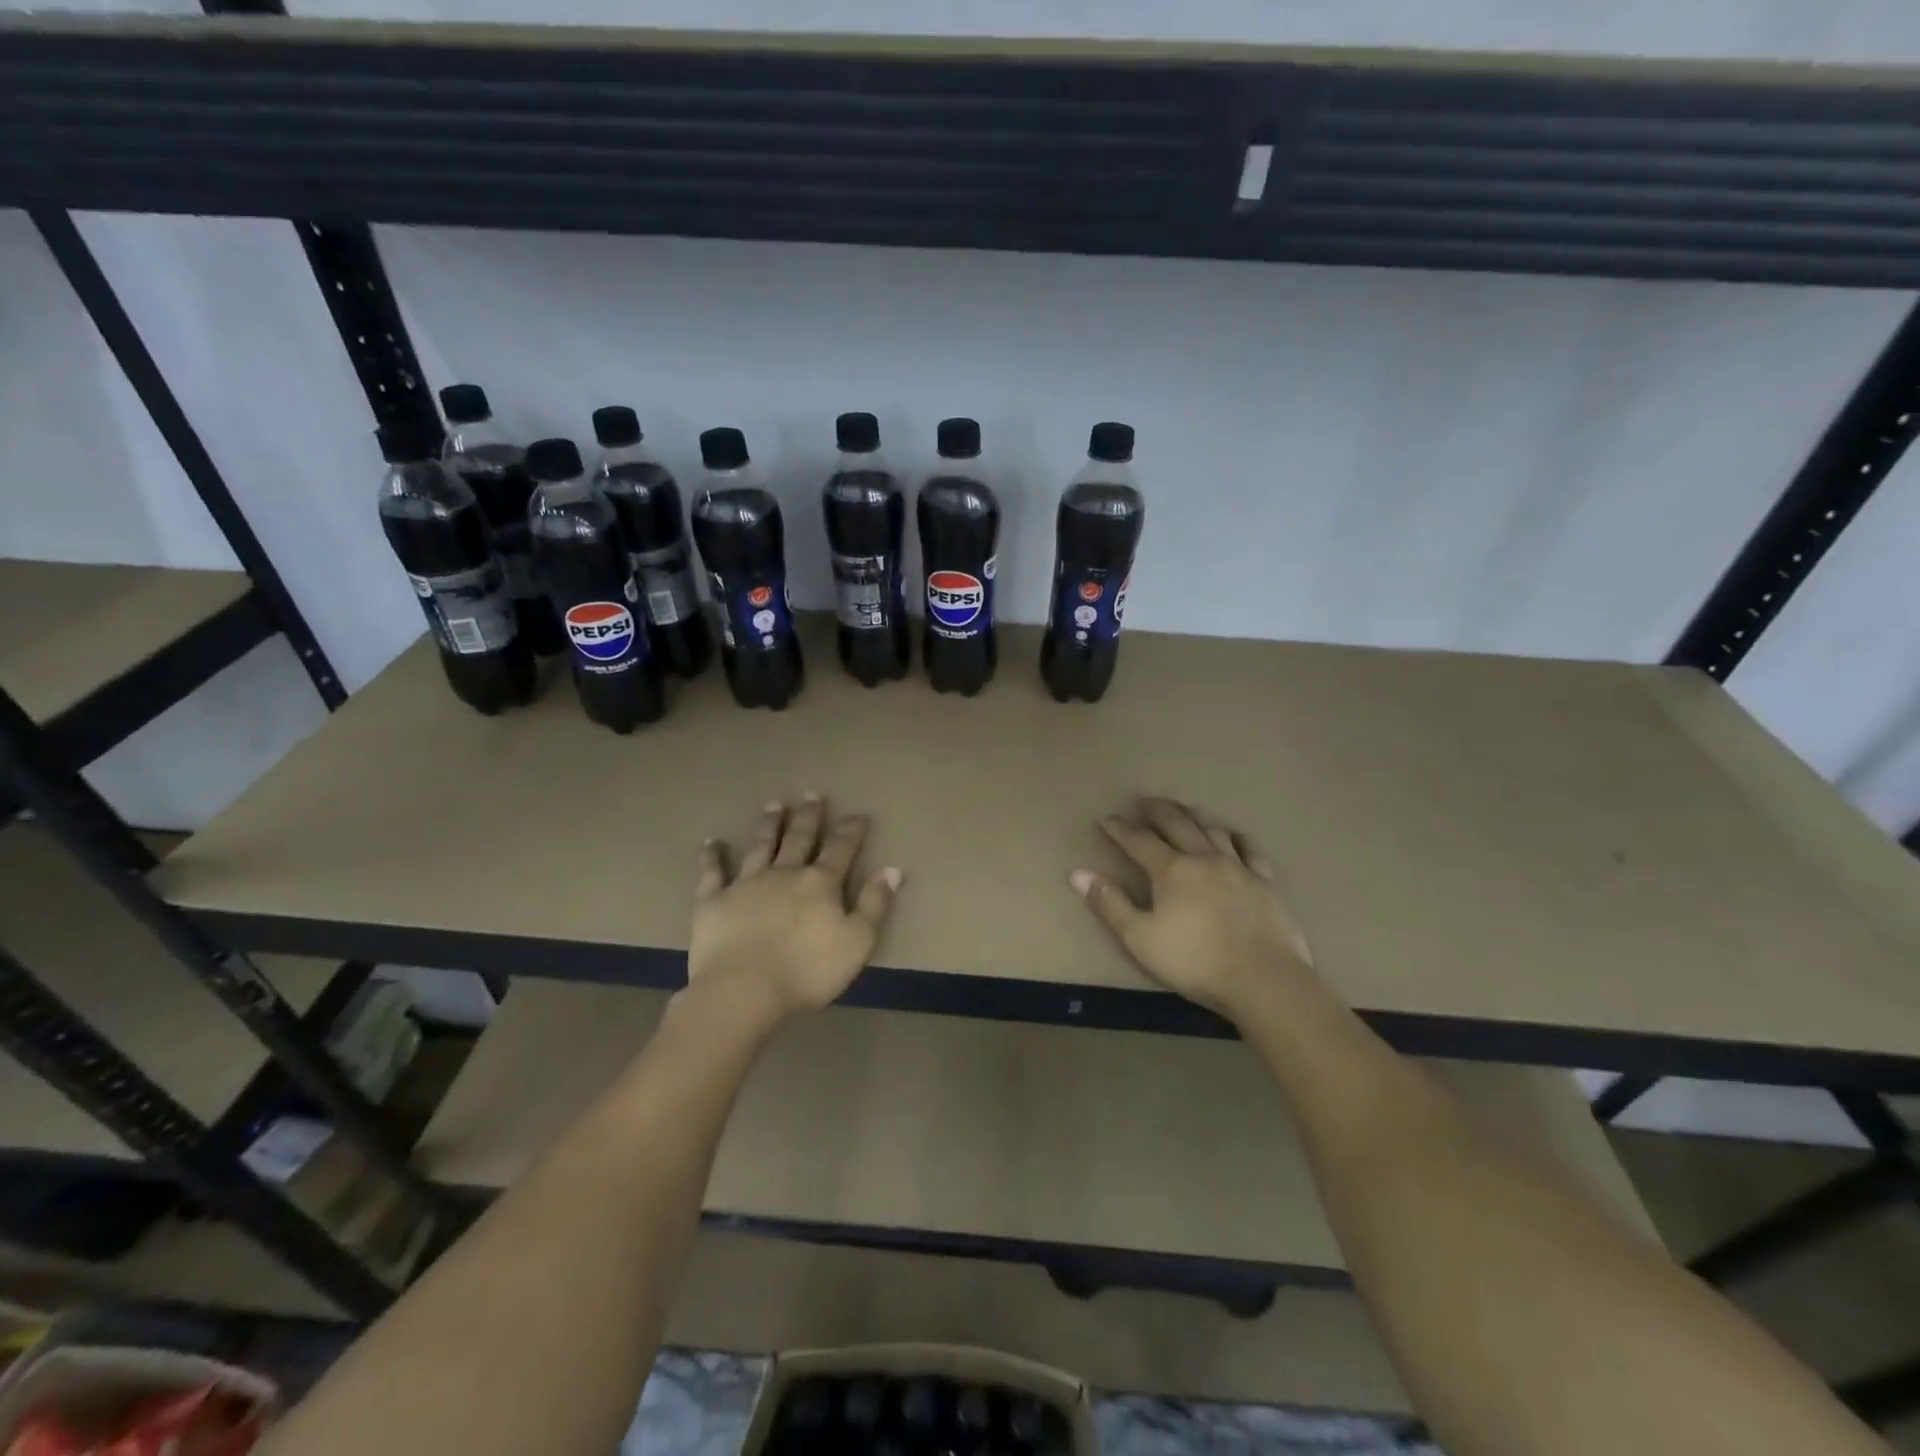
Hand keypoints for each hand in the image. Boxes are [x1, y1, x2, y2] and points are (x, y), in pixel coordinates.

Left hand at [687, 795, 901, 1026]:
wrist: (743, 991)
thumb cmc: (807, 971)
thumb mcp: (857, 942)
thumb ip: (875, 904)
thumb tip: (893, 869)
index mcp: (820, 883)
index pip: (841, 849)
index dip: (851, 830)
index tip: (858, 814)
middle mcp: (784, 873)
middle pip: (799, 838)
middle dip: (808, 816)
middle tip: (812, 795)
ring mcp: (746, 884)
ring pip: (760, 846)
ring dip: (768, 824)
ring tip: (774, 805)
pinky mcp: (713, 901)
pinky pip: (712, 873)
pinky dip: (712, 856)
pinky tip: (711, 843)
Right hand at [1071, 797, 1315, 1021]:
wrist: (1264, 979)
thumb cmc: (1195, 961)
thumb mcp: (1140, 938)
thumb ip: (1110, 904)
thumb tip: (1078, 873)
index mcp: (1170, 870)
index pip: (1138, 840)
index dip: (1120, 829)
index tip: (1106, 819)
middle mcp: (1203, 858)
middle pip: (1177, 824)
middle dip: (1157, 811)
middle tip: (1144, 802)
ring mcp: (1237, 867)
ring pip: (1212, 830)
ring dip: (1194, 816)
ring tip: (1184, 810)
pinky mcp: (1265, 882)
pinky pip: (1249, 850)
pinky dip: (1236, 838)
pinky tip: (1233, 837)